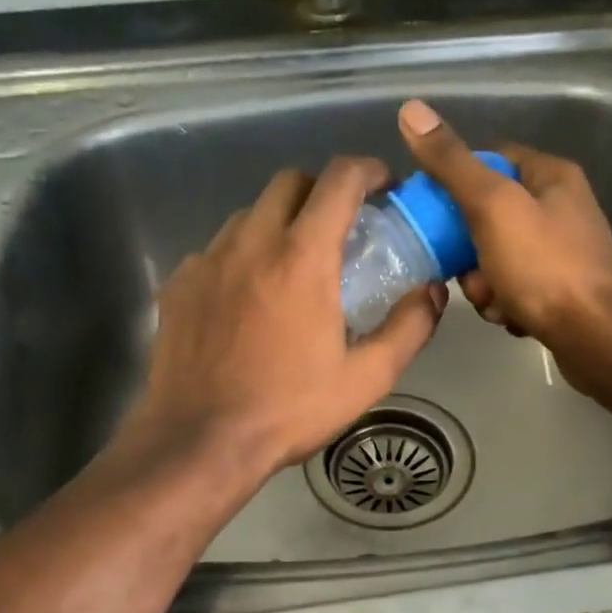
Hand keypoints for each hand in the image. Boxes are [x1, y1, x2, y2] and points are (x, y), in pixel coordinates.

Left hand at [127, 158, 445, 478]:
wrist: (199, 442)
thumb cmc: (288, 411)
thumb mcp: (365, 379)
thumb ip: (408, 328)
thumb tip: (432, 293)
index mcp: (302, 258)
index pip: (339, 180)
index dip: (368, 170)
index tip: (383, 185)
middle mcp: (251, 243)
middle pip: (289, 182)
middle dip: (321, 191)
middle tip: (340, 227)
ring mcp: (207, 260)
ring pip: (249, 214)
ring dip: (279, 222)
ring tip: (292, 264)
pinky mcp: (179, 284)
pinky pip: (216, 249)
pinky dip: (241, 256)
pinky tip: (247, 298)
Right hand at [397, 100, 611, 359]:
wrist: (596, 338)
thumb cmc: (544, 267)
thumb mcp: (492, 207)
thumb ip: (451, 164)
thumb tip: (411, 110)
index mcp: (551, 175)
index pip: (490, 159)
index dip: (455, 181)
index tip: (432, 211)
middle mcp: (561, 207)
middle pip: (490, 215)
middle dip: (468, 248)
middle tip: (466, 272)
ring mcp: (564, 251)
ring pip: (498, 256)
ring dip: (484, 282)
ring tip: (493, 301)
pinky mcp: (562, 289)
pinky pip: (516, 286)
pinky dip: (506, 302)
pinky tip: (511, 318)